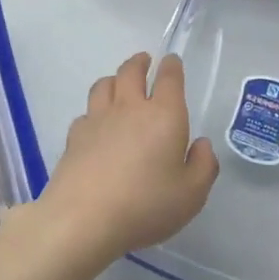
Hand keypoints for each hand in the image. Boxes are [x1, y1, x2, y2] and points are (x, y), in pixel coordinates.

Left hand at [36, 52, 219, 264]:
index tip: (172, 61)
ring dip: (114, 79)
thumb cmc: (146, 205)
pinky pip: (86, 112)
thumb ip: (203, 166)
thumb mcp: (191, 194)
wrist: (84, 218)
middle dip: (140, 62)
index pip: (169, 78)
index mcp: (164, 115)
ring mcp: (97, 119)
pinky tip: (96, 123)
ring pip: (104, 85)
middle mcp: (130, 108)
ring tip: (119, 83)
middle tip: (145, 61)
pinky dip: (94, 111)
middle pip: (131, 71)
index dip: (172, 66)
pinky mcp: (75, 136)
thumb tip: (201, 144)